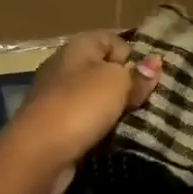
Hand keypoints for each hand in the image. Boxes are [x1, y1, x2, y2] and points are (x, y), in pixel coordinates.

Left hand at [0, 32, 159, 189]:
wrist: (38, 153)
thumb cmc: (79, 107)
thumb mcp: (116, 83)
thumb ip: (137, 75)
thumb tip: (154, 64)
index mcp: (77, 48)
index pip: (112, 40)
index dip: (133, 55)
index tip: (149, 78)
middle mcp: (64, 68)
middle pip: (104, 70)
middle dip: (127, 85)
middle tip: (148, 101)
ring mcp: (57, 98)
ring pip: (96, 98)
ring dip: (115, 110)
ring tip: (136, 121)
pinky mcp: (55, 126)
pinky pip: (86, 121)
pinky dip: (100, 128)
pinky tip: (113, 137)